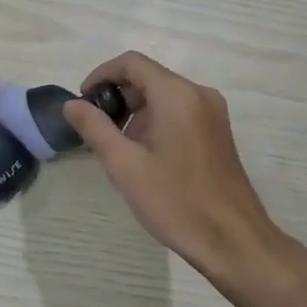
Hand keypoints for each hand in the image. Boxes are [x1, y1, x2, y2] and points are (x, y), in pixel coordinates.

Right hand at [63, 51, 299, 281]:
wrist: (235, 243)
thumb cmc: (176, 201)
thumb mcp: (125, 165)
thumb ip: (94, 128)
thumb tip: (71, 104)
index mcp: (176, 94)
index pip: (131, 63)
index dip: (101, 75)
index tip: (83, 101)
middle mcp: (198, 94)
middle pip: (148, 77)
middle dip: (118, 97)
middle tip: (97, 130)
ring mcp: (213, 113)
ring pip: (163, 96)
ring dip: (135, 112)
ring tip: (118, 148)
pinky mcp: (218, 133)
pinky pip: (179, 112)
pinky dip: (155, 122)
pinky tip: (144, 156)